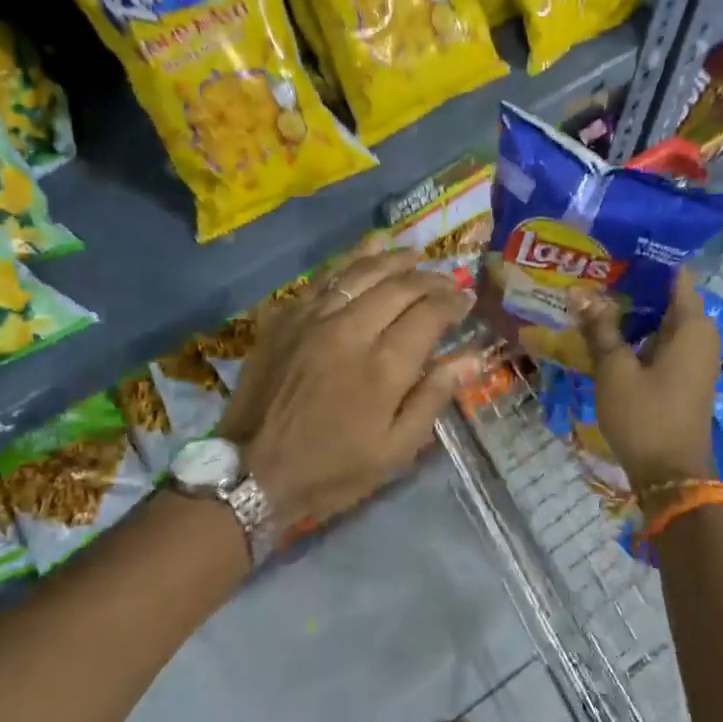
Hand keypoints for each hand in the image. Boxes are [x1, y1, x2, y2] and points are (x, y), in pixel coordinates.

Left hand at [216, 249, 476, 532]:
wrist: (250, 471)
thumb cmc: (331, 469)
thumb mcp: (394, 450)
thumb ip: (433, 397)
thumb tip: (472, 358)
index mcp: (383, 366)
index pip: (429, 313)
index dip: (453, 303)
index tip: (466, 302)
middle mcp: (351, 329)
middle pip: (400, 285)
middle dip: (430, 278)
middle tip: (447, 281)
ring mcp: (314, 317)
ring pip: (362, 271)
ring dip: (394, 259)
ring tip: (415, 255)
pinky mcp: (286, 316)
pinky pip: (324, 277)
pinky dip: (351, 260)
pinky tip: (367, 250)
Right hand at [575, 271, 720, 490]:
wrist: (671, 476)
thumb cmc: (645, 416)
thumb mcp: (615, 369)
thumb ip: (600, 327)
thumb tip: (579, 291)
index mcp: (692, 326)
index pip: (675, 275)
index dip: (645, 259)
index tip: (613, 247)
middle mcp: (700, 336)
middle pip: (665, 298)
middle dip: (630, 285)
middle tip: (591, 271)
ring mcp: (693, 358)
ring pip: (660, 322)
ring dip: (630, 312)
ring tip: (590, 296)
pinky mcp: (682, 377)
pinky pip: (660, 343)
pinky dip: (636, 335)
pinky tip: (603, 332)